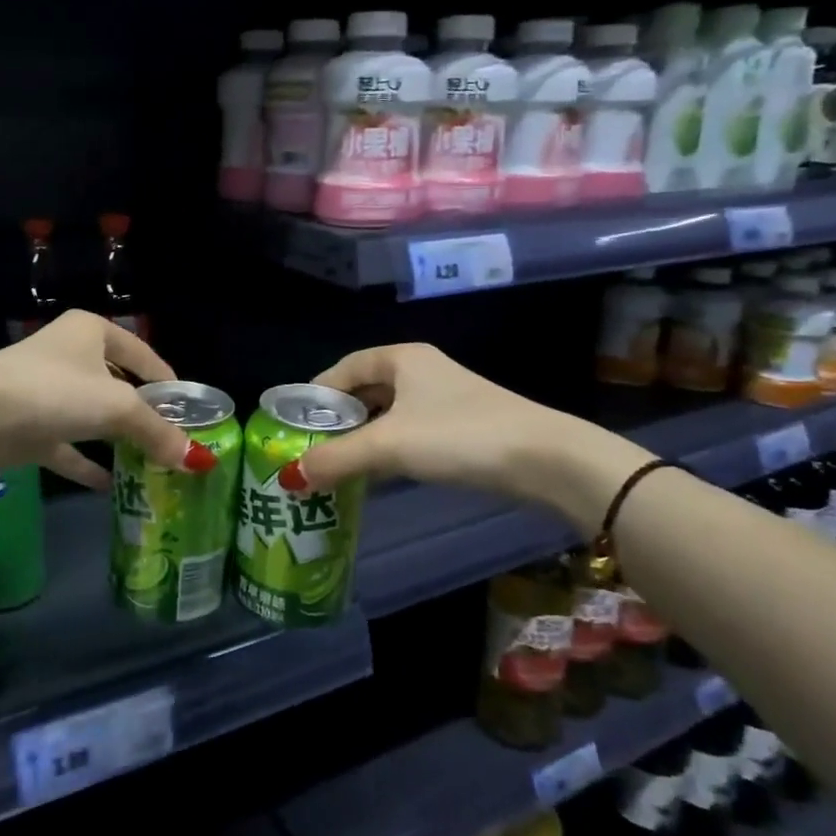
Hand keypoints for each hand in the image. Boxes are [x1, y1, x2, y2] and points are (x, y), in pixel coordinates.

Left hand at [0, 311, 208, 488]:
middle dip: (142, 412)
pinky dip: (87, 463)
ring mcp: (44, 392)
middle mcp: (68, 355)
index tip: (188, 407)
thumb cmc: (57, 391)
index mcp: (90, 332)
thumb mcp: (118, 407)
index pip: (140, 353)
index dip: (166, 379)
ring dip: (116, 438)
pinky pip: (67, 446)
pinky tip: (110, 485)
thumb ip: (157, 432)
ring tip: (149, 461)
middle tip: (171, 439)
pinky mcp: (27, 427)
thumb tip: (198, 460)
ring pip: (90, 415)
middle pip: (116, 384)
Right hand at [295, 344, 652, 522]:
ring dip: (362, 437)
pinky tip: (379, 474)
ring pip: (388, 413)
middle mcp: (421, 371)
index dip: (316, 392)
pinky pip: (410, 432)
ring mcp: (444, 399)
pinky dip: (389, 449)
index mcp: (402, 358)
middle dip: (338, 418)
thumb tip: (290, 477)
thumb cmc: (459, 436)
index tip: (295, 422)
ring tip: (337, 465)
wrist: (545, 459)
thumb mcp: (389, 445)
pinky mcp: (462, 427)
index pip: (344, 367)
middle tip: (312, 448)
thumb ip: (337, 458)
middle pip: (365, 389)